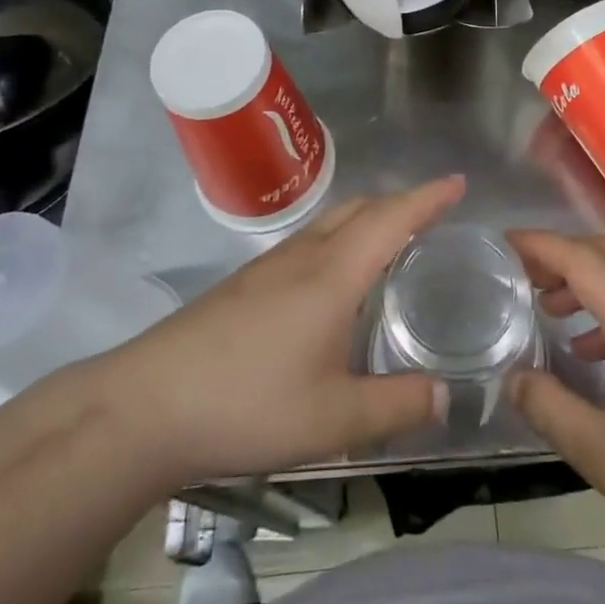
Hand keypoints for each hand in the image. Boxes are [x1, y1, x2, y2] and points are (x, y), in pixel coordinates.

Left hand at [96, 178, 462, 487]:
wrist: (146, 406)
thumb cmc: (248, 405)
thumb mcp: (334, 420)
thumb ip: (397, 406)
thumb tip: (446, 394)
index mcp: (332, 275)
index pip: (391, 219)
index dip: (428, 198)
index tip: (458, 183)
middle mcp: (303, 256)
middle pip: (359, 209)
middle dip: (400, 204)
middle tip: (433, 217)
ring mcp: (268, 267)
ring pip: (330, 223)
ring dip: (367, 219)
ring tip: (391, 244)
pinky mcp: (244, 284)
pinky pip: (307, 242)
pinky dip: (339, 240)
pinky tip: (333, 280)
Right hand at [506, 231, 604, 569]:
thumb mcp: (603, 454)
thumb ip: (549, 409)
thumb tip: (512, 378)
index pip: (582, 258)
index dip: (540, 244)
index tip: (504, 242)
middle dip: (565, 254)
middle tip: (526, 276)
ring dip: (592, 278)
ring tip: (554, 311)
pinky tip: (599, 351)